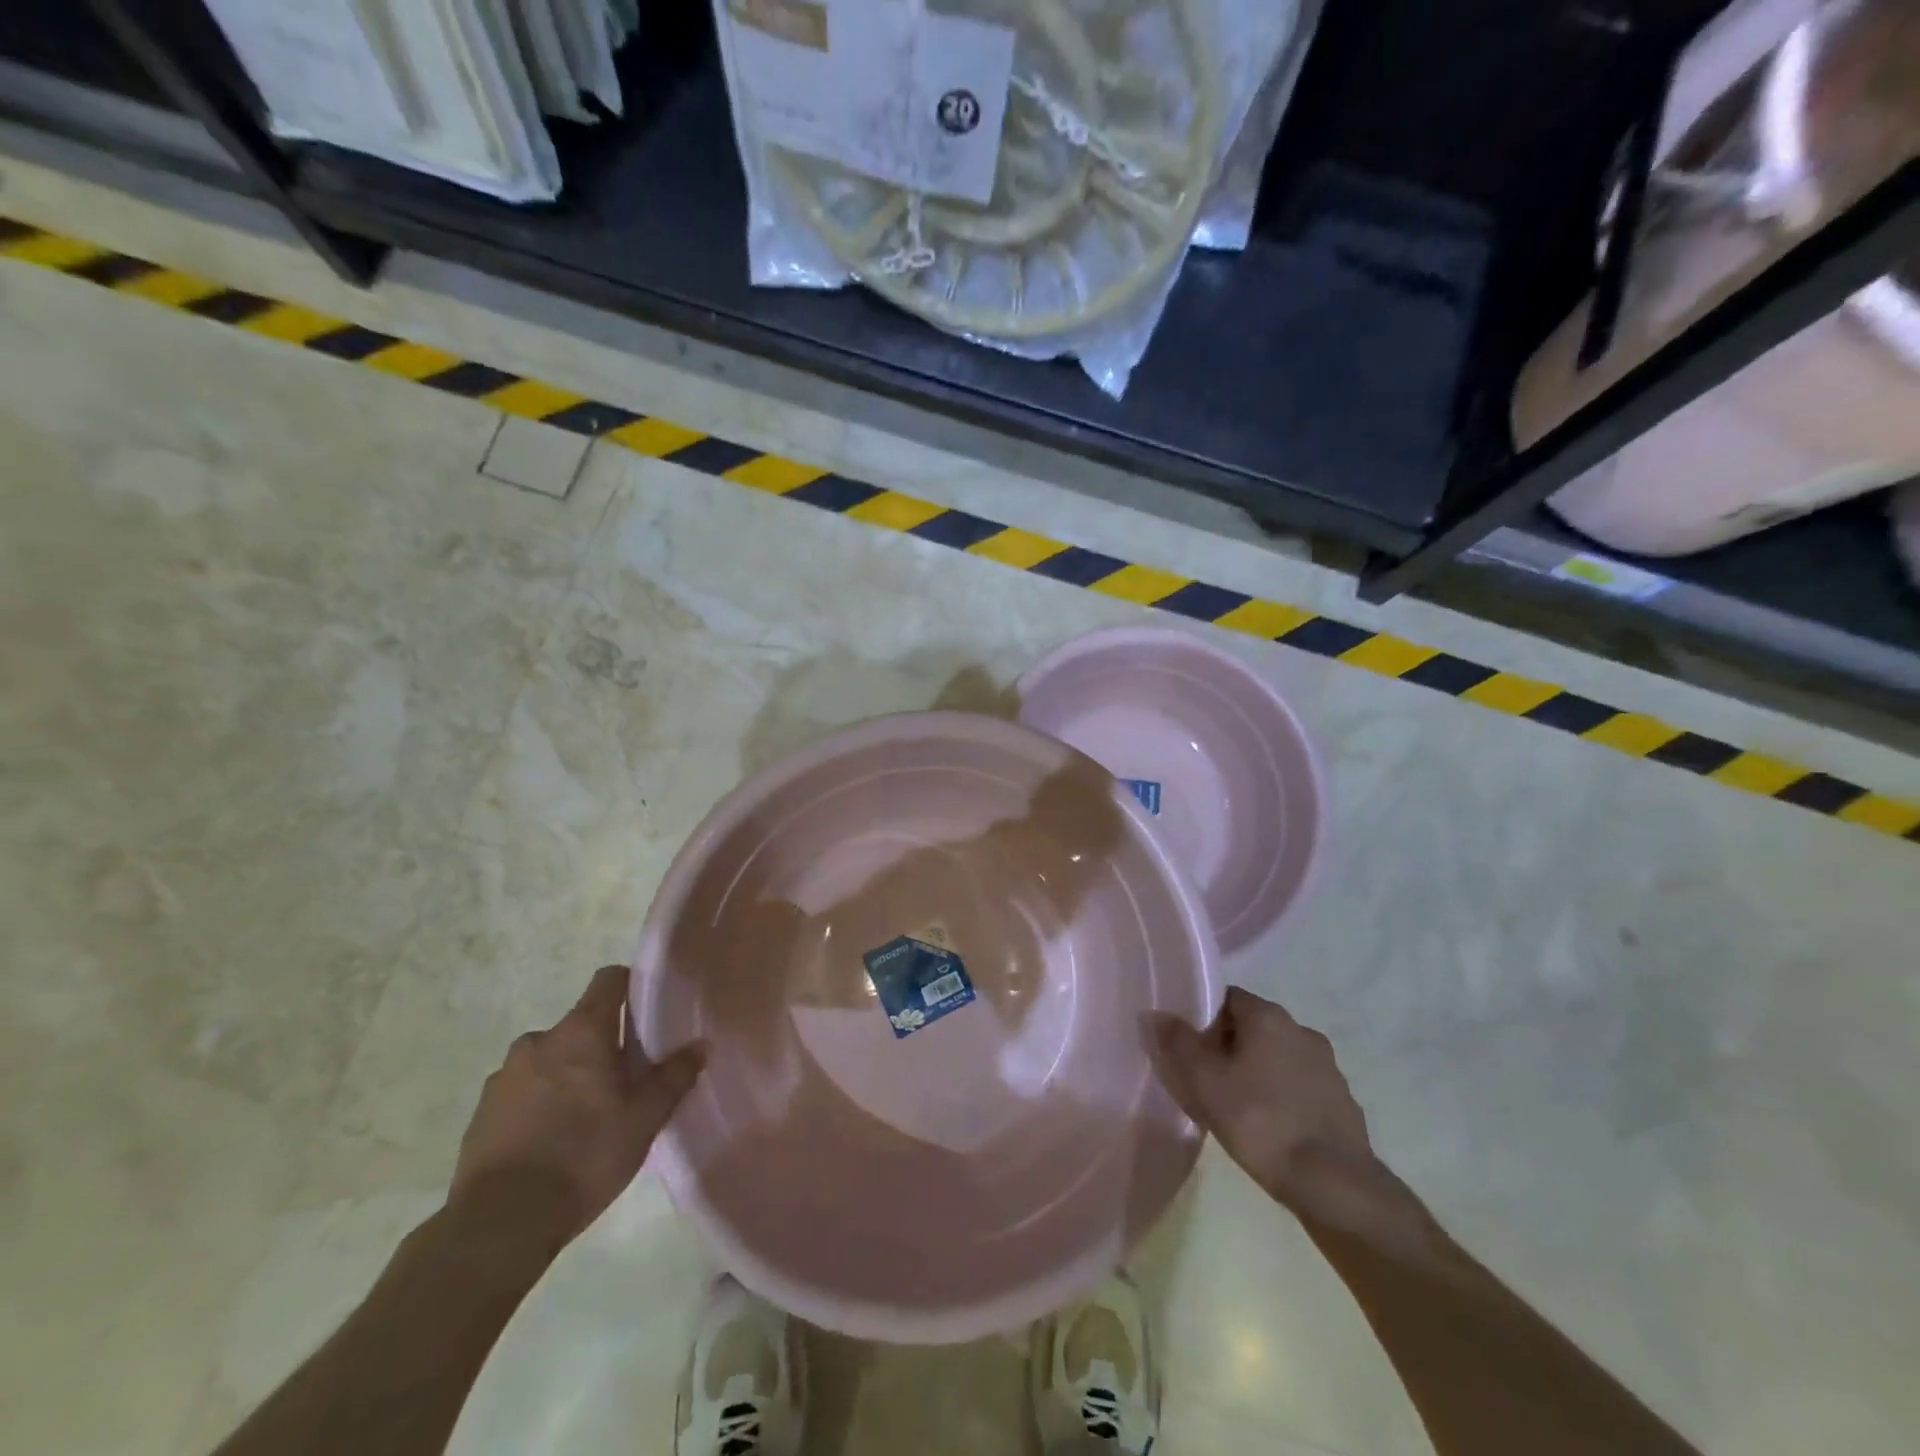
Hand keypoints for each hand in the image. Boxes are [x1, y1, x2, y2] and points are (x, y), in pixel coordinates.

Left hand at [449, 966, 705, 1243]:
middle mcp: (538, 1041)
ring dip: (567, 1075)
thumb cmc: (584, 1155)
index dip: (630, 986)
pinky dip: (538, 1104)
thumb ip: (674, 1077)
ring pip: (549, 1060)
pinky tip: (552, 1141)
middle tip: (623, 1082)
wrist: (499, 1224)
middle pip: (580, 1025)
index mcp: (581, 1032)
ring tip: (585, 1118)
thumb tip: (701, 1045)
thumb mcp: (644, 1118)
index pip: (609, 980)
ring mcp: (503, 1077)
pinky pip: (521, 1092)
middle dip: (600, 1045)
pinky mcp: (480, 1113)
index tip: (647, 1012)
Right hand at [1152, 986, 1373, 1205]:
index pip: (1226, 998)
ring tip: (1236, 1107)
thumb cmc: (1261, 1122)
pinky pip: (1300, 1086)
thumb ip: (1177, 1043)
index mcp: (1268, 1016)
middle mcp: (1301, 1029)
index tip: (1188, 1048)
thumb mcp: (1205, 1082)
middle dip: (1227, 1047)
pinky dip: (1282, 1097)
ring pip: (1277, 1057)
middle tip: (1205, 1079)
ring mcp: (1327, 1066)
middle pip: (1252, 1027)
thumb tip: (1154, 1014)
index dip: (1202, 1019)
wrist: (1336, 1186)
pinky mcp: (1342, 1101)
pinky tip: (1269, 1127)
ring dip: (1256, 1072)